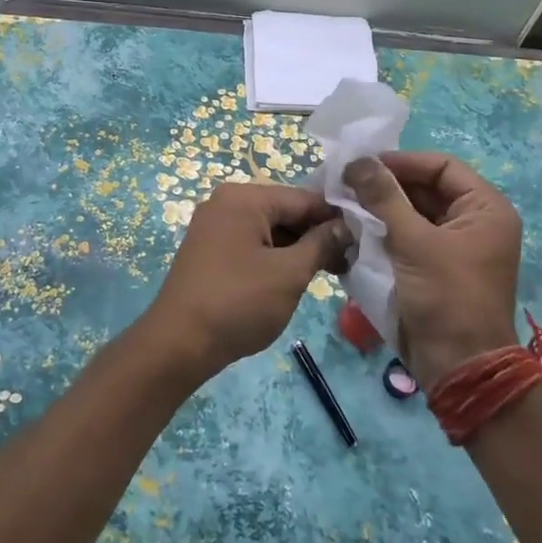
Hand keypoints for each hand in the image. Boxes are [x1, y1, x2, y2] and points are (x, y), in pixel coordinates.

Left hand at [144, 183, 349, 377]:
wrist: (178, 344)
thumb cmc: (238, 303)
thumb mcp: (289, 274)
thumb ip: (321, 245)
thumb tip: (344, 227)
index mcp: (245, 198)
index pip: (304, 198)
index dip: (336, 219)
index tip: (363, 242)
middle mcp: (226, 203)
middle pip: (285, 211)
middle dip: (317, 235)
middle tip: (348, 263)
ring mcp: (214, 226)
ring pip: (269, 229)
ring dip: (298, 249)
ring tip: (329, 273)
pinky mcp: (209, 250)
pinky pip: (251, 243)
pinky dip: (275, 257)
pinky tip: (295, 277)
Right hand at [343, 151, 521, 391]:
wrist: (459, 368)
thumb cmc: (446, 298)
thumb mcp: (413, 243)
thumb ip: (384, 198)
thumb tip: (358, 161)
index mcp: (485, 209)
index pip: (442, 167)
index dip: (402, 162)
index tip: (362, 165)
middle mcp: (474, 223)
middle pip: (426, 189)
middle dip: (386, 186)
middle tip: (345, 184)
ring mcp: (455, 248)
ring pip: (413, 214)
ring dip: (380, 209)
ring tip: (343, 204)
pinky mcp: (436, 269)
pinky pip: (408, 239)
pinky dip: (384, 233)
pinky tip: (353, 230)